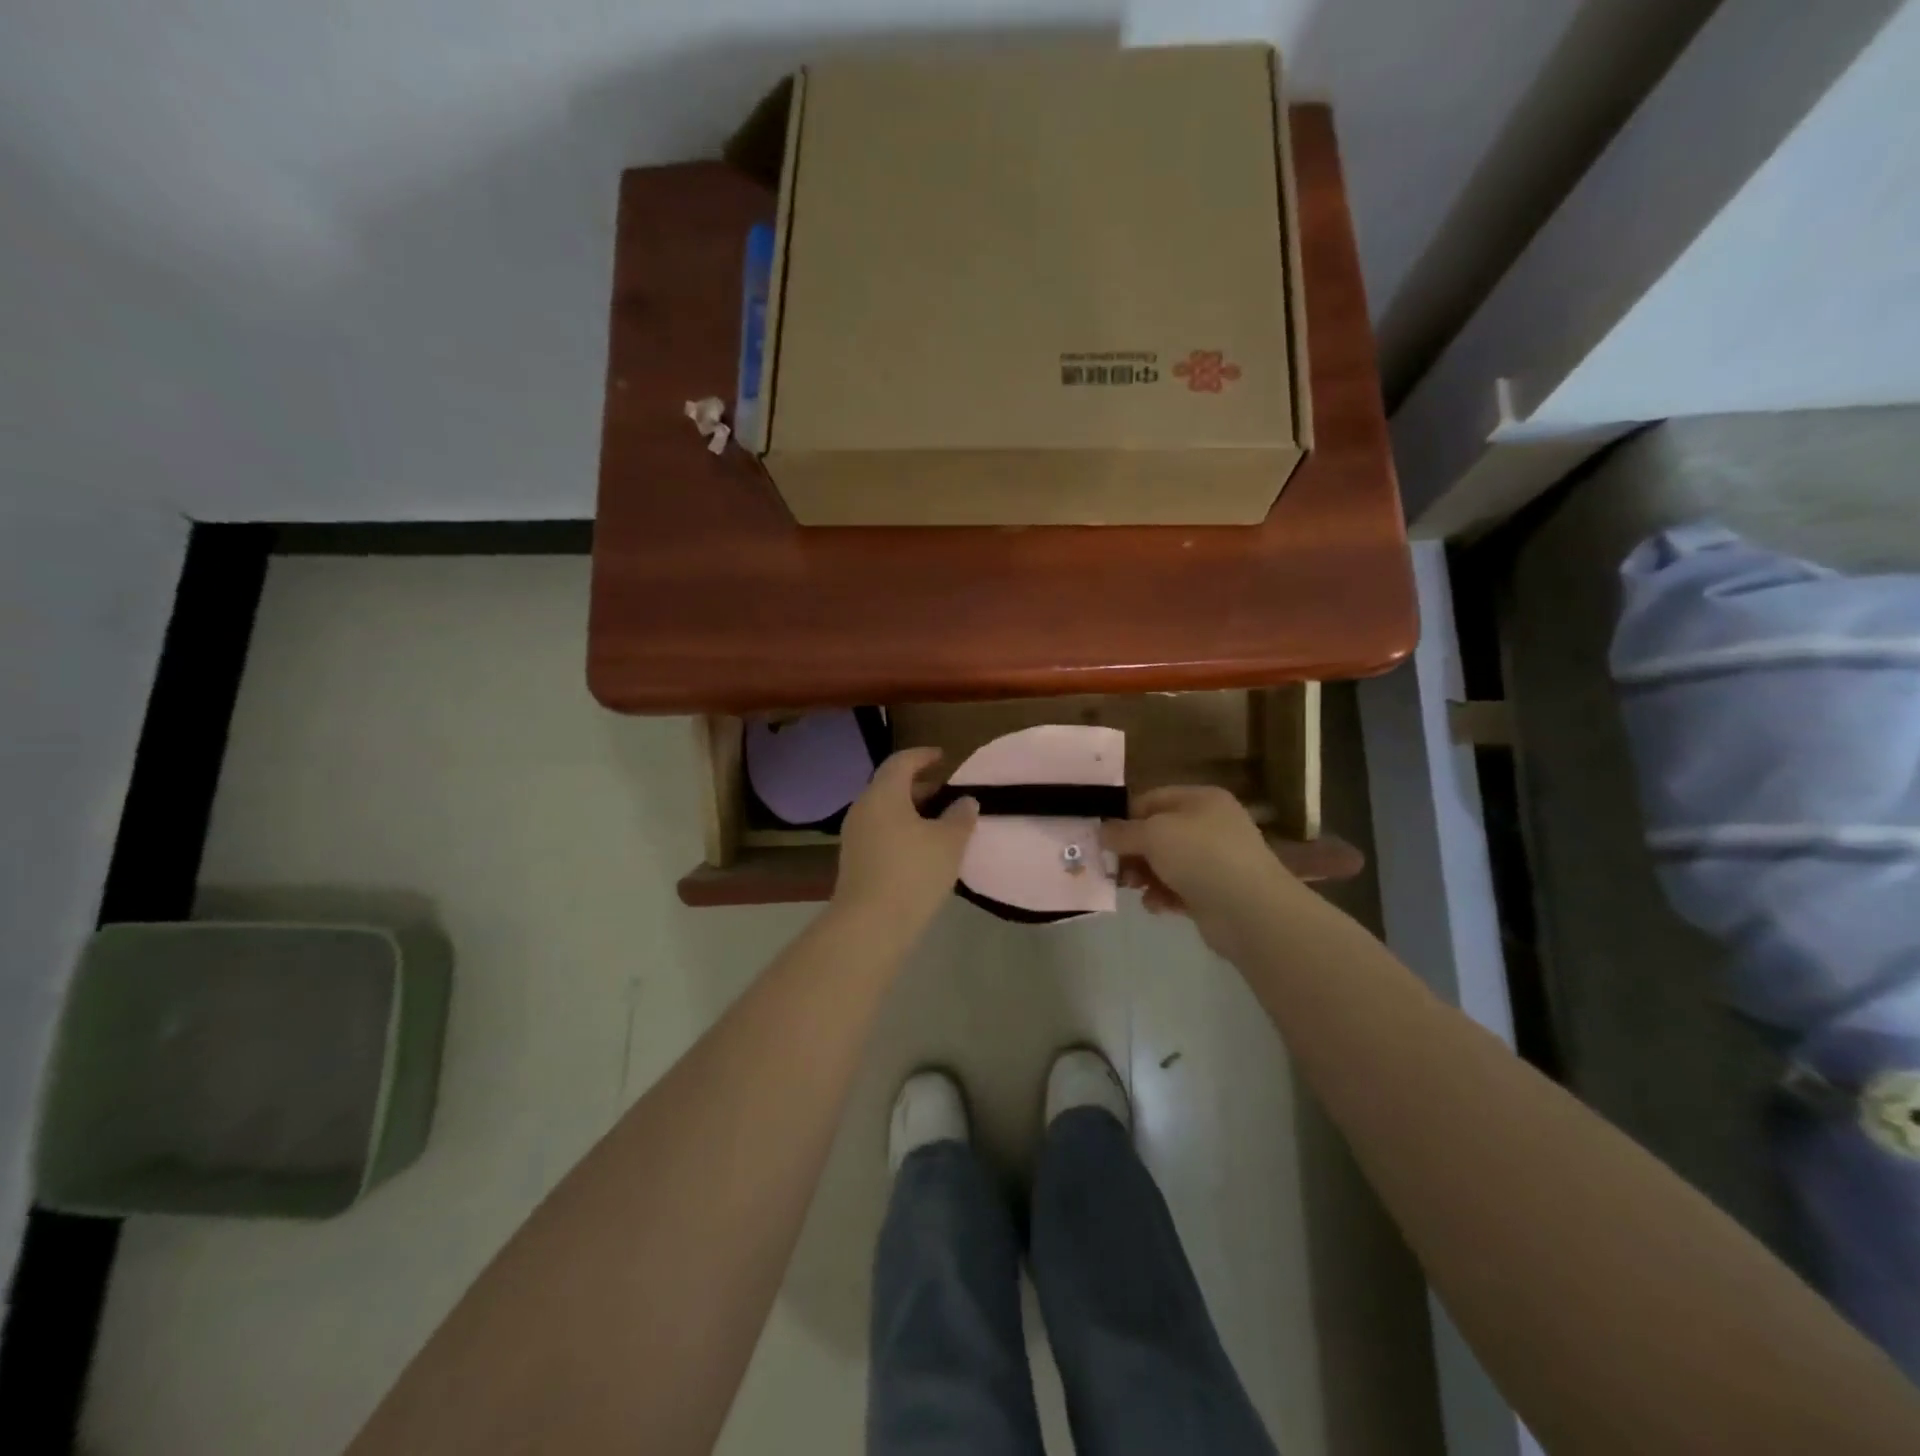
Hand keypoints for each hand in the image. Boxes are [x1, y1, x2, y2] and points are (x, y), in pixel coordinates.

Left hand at [832, 748, 978, 937]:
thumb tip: (965, 801)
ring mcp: (854, 836)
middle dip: (919, 787)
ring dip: (910, 812)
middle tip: (946, 794)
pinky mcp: (854, 860)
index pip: (902, 761)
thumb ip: (960, 816)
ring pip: (885, 811)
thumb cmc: (913, 872)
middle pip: (891, 786)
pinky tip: (921, 850)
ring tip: (939, 824)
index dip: (923, 756)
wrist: (870, 924)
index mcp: (883, 793)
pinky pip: (880, 832)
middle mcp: (863, 808)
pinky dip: (901, 831)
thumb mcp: (949, 842)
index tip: (943, 757)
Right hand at [1101, 786, 1295, 954]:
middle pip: (1157, 833)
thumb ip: (1122, 832)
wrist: (1250, 910)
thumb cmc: (1200, 857)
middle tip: (1113, 869)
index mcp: (1200, 800)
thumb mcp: (1153, 834)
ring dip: (1144, 876)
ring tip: (1133, 888)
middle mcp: (1209, 825)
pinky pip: (1178, 889)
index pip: (1151, 799)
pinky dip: (1163, 896)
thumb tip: (1102, 831)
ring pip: (1165, 863)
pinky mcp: (1214, 893)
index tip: (1102, 838)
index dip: (1124, 817)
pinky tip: (1156, 906)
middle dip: (1132, 852)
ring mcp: (1214, 860)